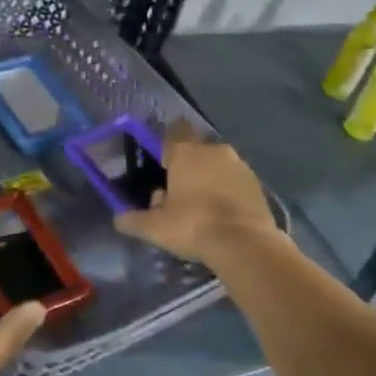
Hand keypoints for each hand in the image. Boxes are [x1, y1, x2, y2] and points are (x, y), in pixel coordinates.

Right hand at [114, 120, 276, 269]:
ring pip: (218, 164)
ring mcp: (239, 164)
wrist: (245, 243)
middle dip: (188, 165)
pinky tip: (223, 213)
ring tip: (202, 205)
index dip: (167, 144)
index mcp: (185, 152)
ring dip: (210, 177)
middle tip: (179, 191)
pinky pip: (235, 180)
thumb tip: (118, 219)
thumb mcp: (155, 227)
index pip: (174, 131)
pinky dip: (228, 190)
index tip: (163, 160)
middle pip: (196, 149)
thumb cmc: (193, 225)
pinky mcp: (257, 183)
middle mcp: (213, 150)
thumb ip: (134, 220)